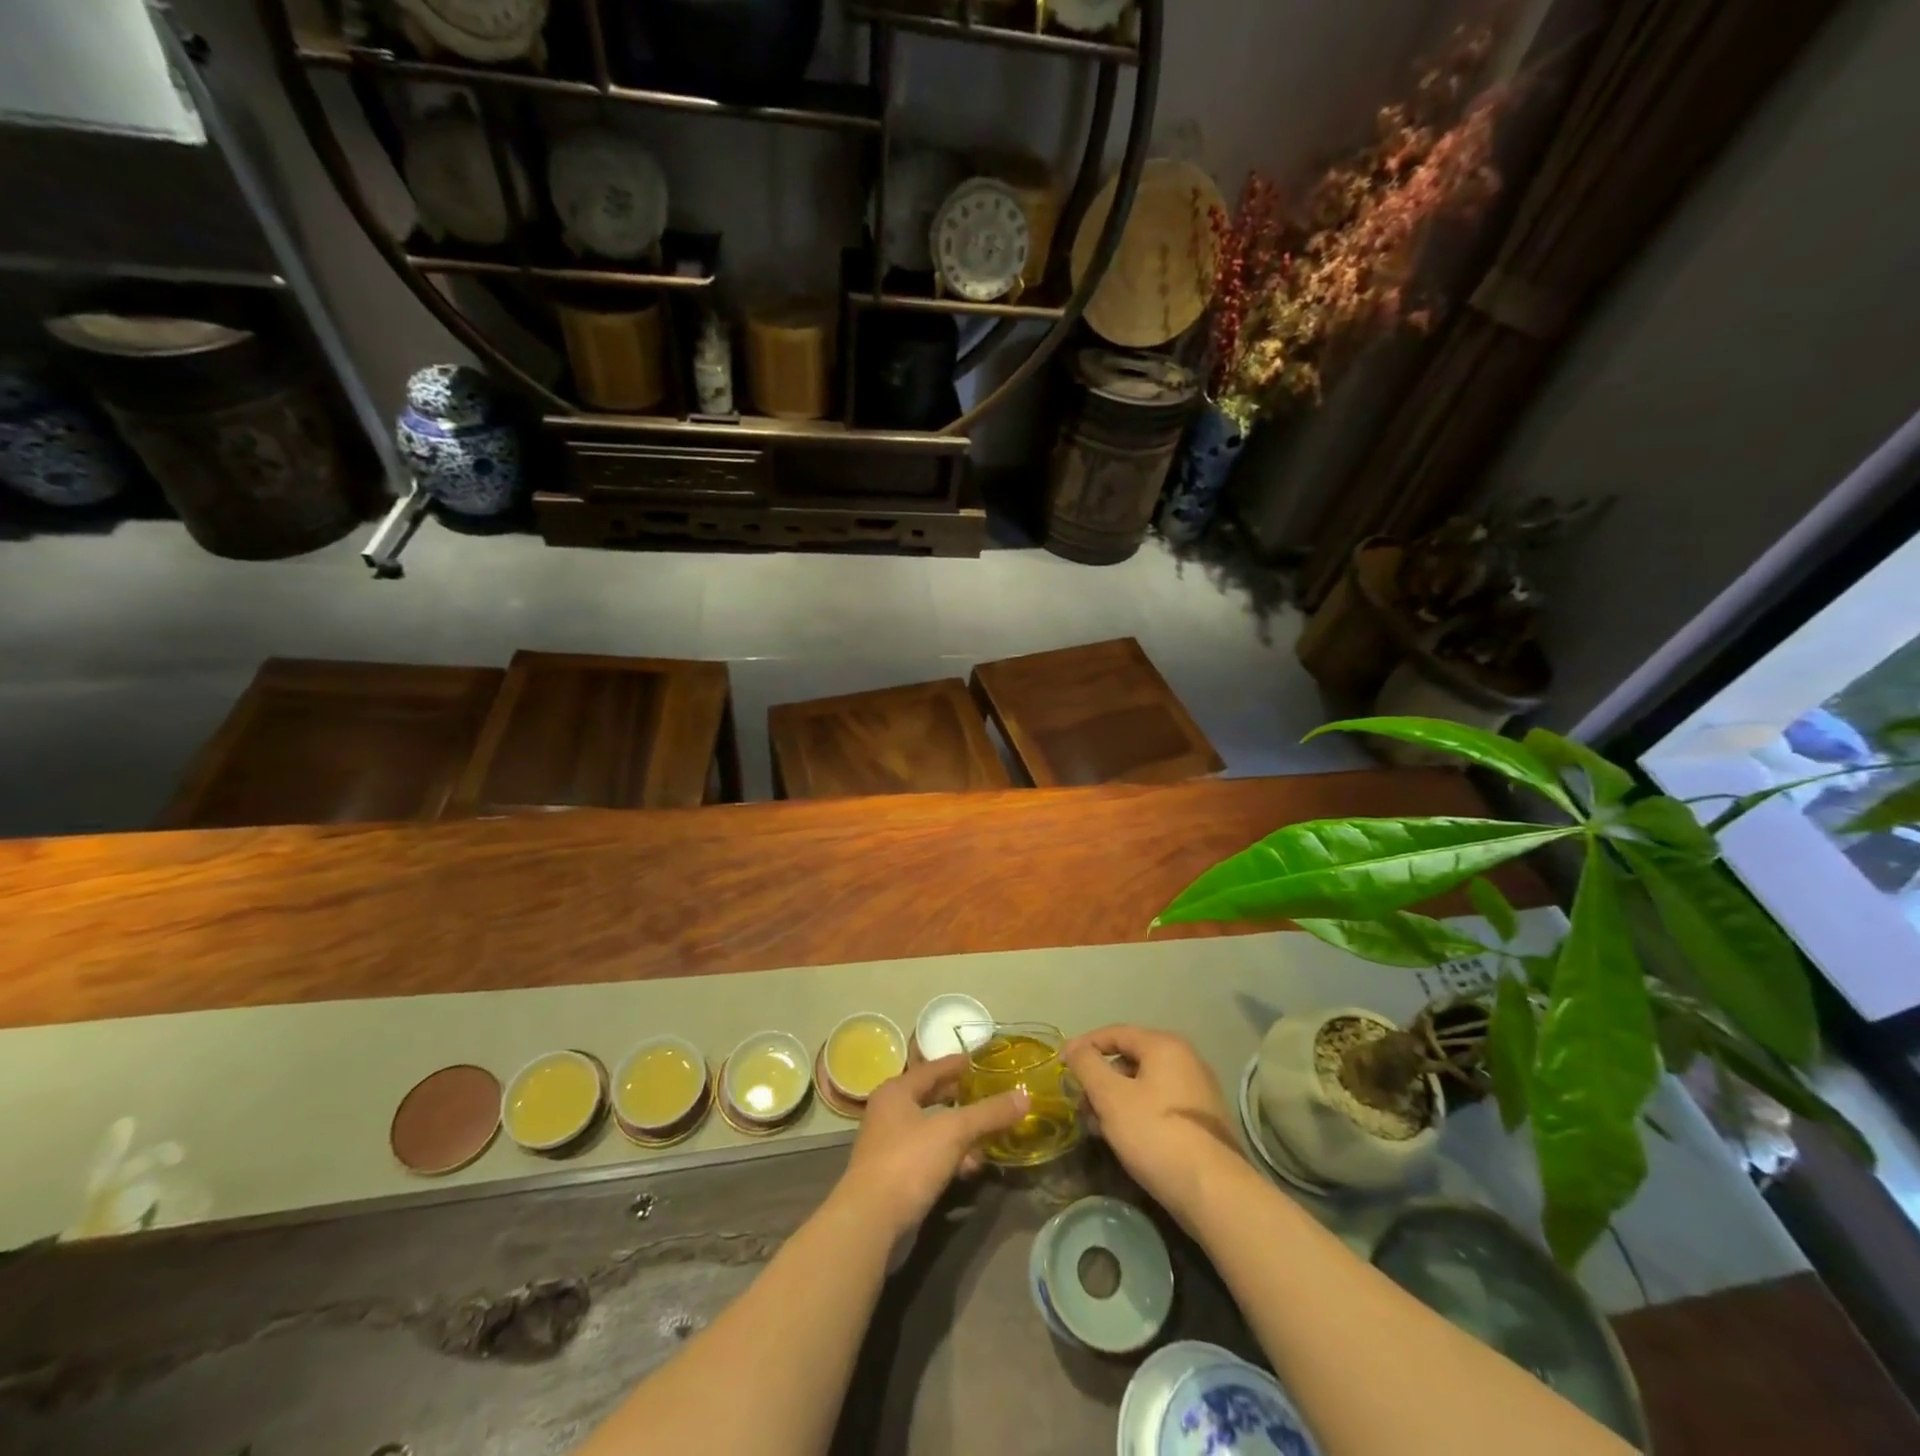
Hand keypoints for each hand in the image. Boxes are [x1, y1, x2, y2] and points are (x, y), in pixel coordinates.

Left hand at [834, 1054, 1028, 1237]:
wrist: (871, 1223)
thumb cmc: (909, 1162)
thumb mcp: (954, 1131)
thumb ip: (989, 1114)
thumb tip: (1024, 1096)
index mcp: (896, 1091)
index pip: (933, 1068)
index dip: (958, 1063)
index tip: (982, 1060)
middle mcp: (890, 1113)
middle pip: (933, 1098)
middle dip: (963, 1099)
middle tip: (992, 1095)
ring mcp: (891, 1146)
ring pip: (934, 1130)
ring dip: (961, 1133)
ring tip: (991, 1135)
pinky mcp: (896, 1177)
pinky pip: (930, 1157)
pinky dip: (952, 1157)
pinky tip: (972, 1167)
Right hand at [1063, 1025, 1239, 1219]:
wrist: (1215, 1192)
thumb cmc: (1156, 1134)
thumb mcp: (1111, 1097)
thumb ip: (1088, 1065)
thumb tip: (1073, 1046)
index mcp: (1165, 1046)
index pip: (1116, 1033)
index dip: (1085, 1046)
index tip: (1062, 1064)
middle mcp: (1187, 1059)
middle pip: (1132, 1058)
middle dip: (1101, 1078)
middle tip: (1080, 1101)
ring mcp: (1199, 1091)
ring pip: (1146, 1084)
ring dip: (1117, 1099)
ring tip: (1097, 1125)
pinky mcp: (1204, 1122)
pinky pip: (1161, 1105)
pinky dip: (1138, 1113)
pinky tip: (1125, 1138)